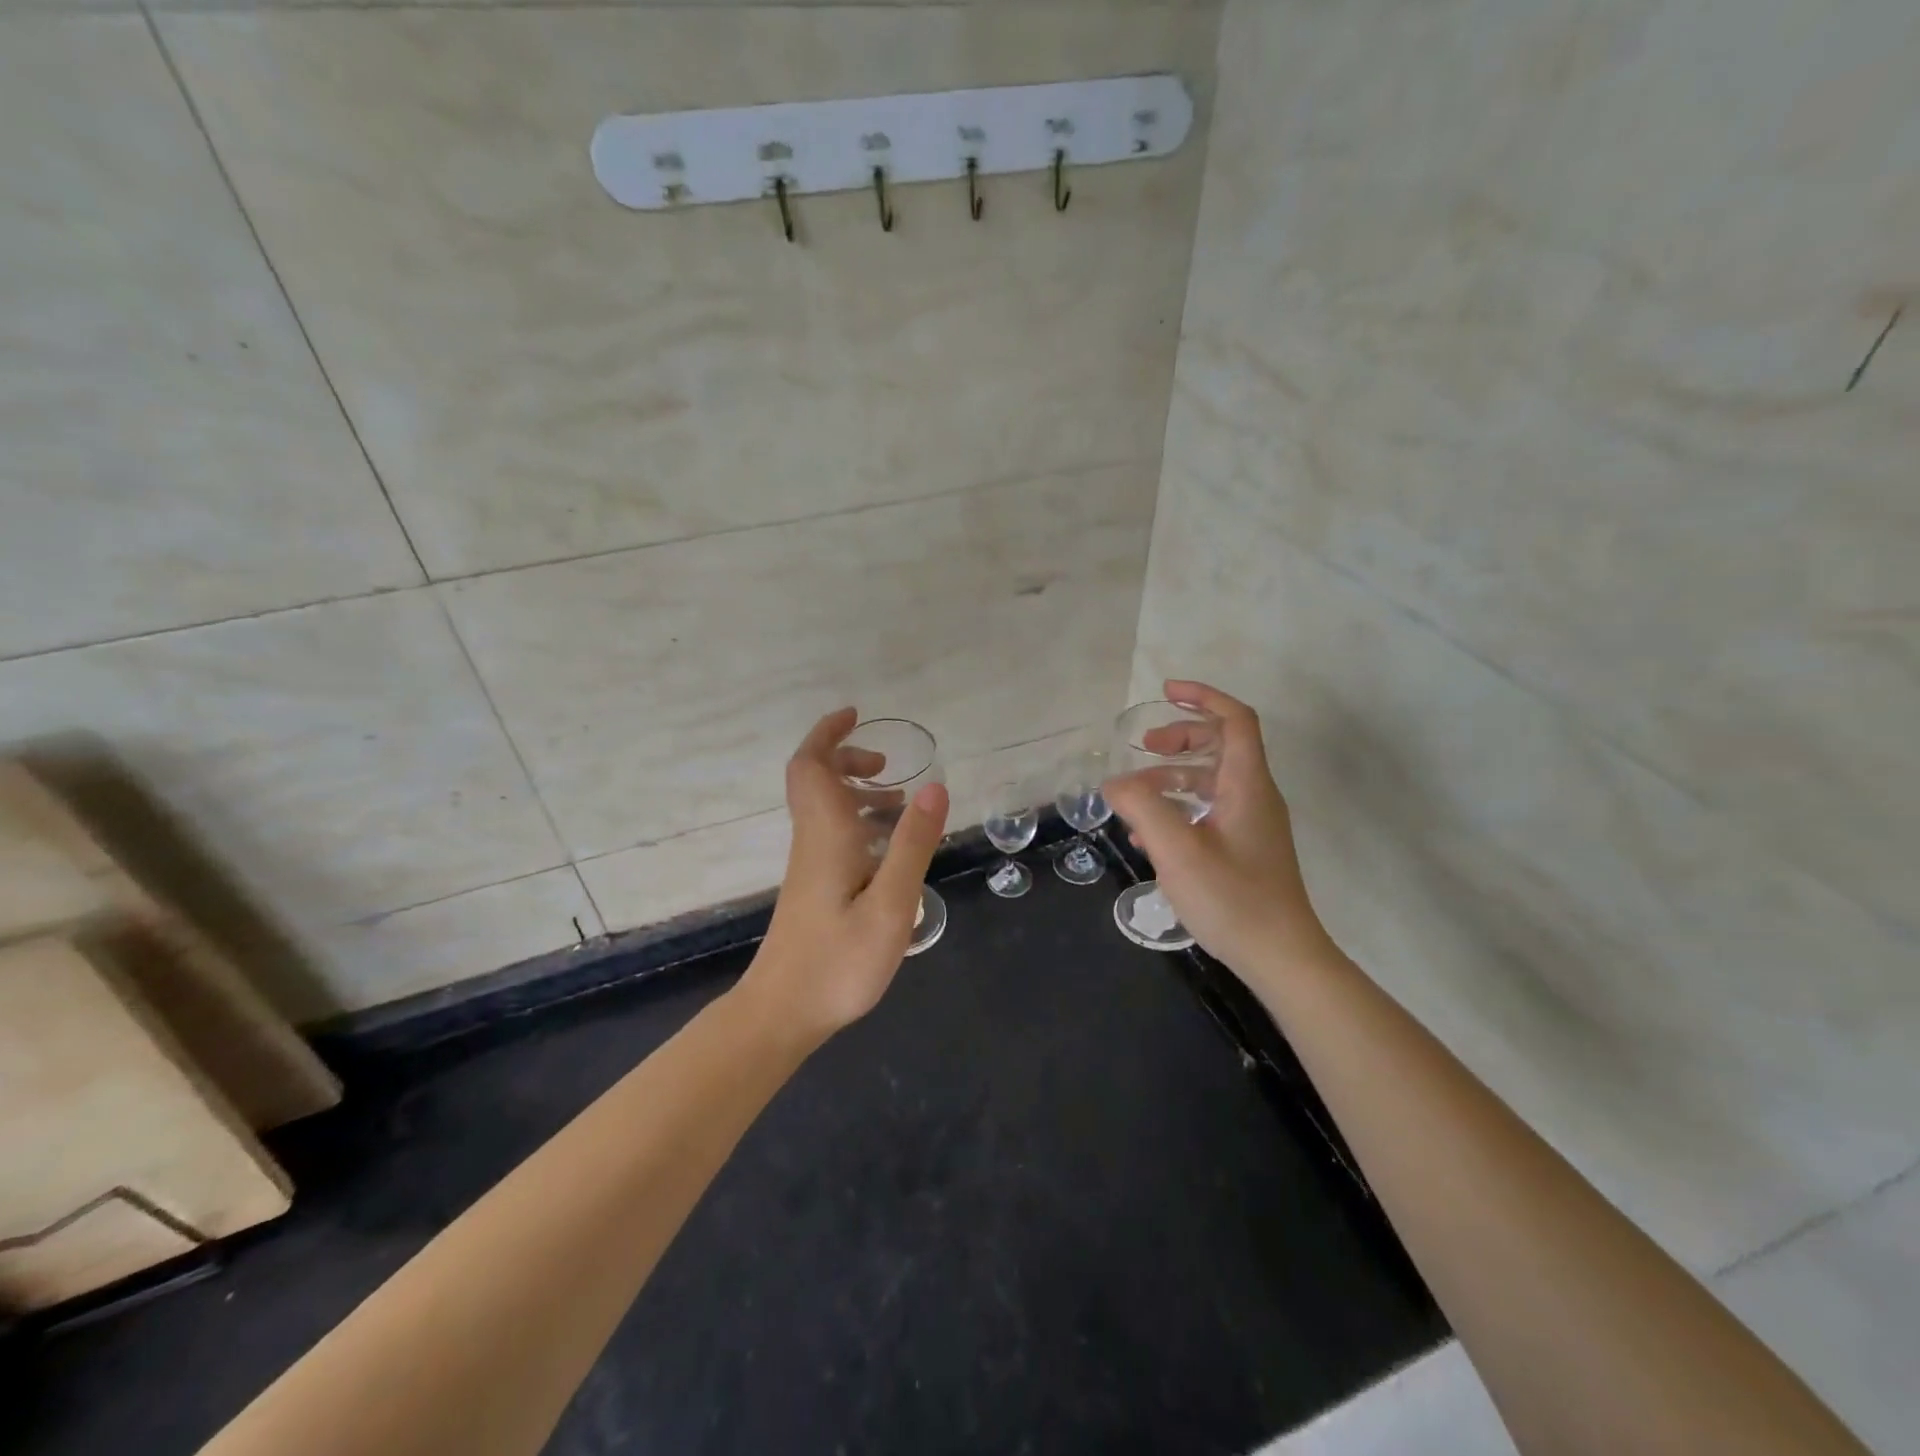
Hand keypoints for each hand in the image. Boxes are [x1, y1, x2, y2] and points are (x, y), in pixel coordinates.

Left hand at [739, 707, 949, 1043]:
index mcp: (827, 835)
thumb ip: (912, 845)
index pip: (811, 766)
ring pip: (824, 808)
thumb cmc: (838, 962)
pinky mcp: (813, 887)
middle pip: (814, 780)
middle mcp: (813, 841)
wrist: (782, 1013)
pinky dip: (858, 821)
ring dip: (855, 791)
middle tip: (885, 765)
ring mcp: (809, 865)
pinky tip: (886, 849)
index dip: (828, 734)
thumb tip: (934, 786)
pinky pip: (832, 833)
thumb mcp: (890, 904)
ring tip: (898, 802)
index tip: (856, 716)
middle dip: (845, 759)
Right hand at [1103, 681, 1333, 978]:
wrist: (1281, 957)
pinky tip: (1150, 835)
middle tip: (1144, 747)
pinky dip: (1180, 808)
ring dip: (1174, 777)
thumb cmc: (1232, 898)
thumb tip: (1115, 782)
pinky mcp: (1246, 849)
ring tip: (1135, 797)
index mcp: (1247, 785)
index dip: (1203, 697)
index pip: (1236, 720)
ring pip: (1212, 781)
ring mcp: (1253, 824)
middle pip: (1222, 745)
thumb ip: (1142, 807)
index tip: (1166, 691)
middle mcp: (1255, 796)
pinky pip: (1211, 811)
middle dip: (1181, 737)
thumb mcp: (1177, 850)